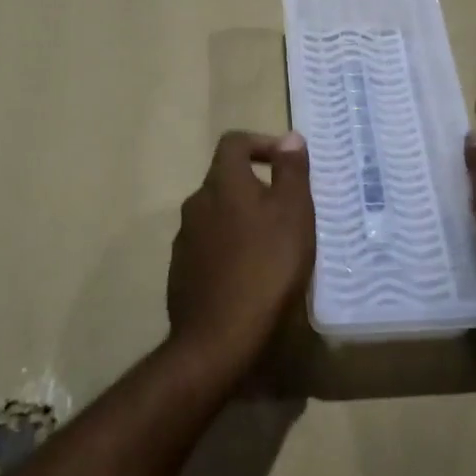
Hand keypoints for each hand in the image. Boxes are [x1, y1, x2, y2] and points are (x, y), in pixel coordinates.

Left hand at [167, 130, 314, 383]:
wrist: (220, 339)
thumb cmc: (267, 266)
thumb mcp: (293, 212)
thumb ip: (291, 171)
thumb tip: (289, 137)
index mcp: (222, 183)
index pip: (234, 143)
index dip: (261, 143)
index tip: (287, 164)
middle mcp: (196, 204)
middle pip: (226, 180)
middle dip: (257, 187)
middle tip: (288, 211)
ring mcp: (184, 241)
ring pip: (218, 216)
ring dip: (243, 220)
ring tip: (274, 246)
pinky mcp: (181, 273)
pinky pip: (209, 247)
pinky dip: (231, 249)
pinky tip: (251, 275)